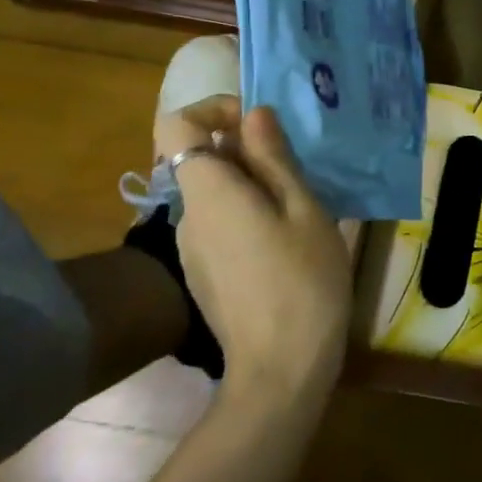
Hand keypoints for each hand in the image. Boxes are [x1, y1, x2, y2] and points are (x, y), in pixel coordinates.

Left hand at [169, 105, 350, 398]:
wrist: (281, 371)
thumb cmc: (302, 280)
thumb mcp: (303, 209)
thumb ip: (273, 158)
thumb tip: (253, 113)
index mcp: (209, 191)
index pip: (177, 124)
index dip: (216, 110)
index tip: (261, 125)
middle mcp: (188, 214)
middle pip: (203, 158)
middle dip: (249, 150)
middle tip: (301, 169)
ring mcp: (192, 247)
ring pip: (217, 192)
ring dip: (255, 184)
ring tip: (303, 207)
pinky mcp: (204, 272)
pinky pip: (221, 222)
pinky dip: (250, 214)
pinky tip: (288, 242)